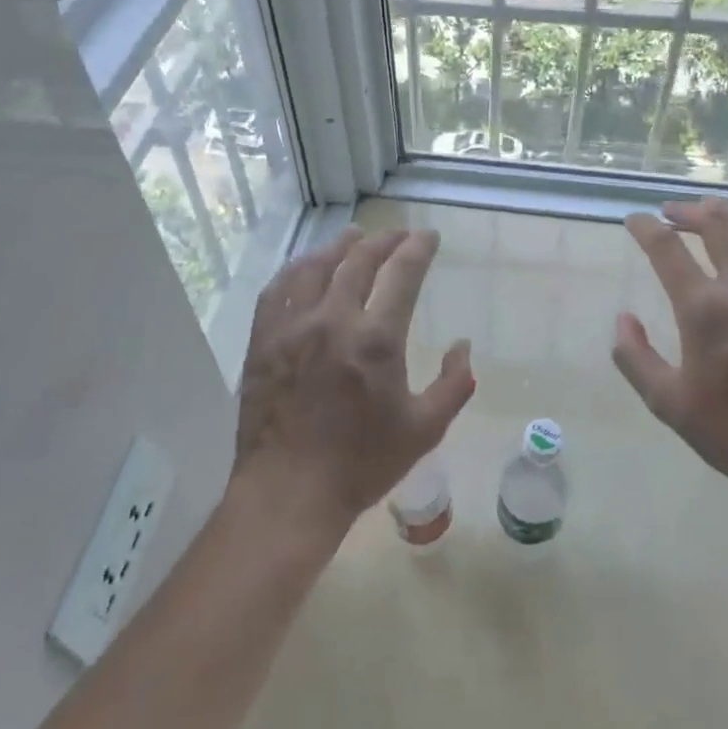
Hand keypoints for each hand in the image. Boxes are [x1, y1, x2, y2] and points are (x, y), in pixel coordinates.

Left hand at [231, 228, 473, 536]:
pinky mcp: (263, 339)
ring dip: (340, 246)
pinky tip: (305, 265)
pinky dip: (296, 269)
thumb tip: (463, 346)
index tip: (428, 237)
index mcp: (376, 339)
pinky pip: (278, 289)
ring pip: (316, 266)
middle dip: (384, 240)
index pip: (403, 273)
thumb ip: (454, 384)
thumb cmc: (361, 464)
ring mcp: (293, 326)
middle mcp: (333, 319)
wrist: (288, 493)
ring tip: (354, 236)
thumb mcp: (424, 430)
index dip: (418, 248)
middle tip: (398, 235)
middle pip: (359, 260)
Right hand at [612, 198, 727, 501]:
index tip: (635, 221)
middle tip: (672, 212)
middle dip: (688, 211)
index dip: (645, 228)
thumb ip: (635, 357)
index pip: (666, 248)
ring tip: (712, 212)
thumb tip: (623, 318)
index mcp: (705, 311)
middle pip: (715, 224)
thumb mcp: (668, 404)